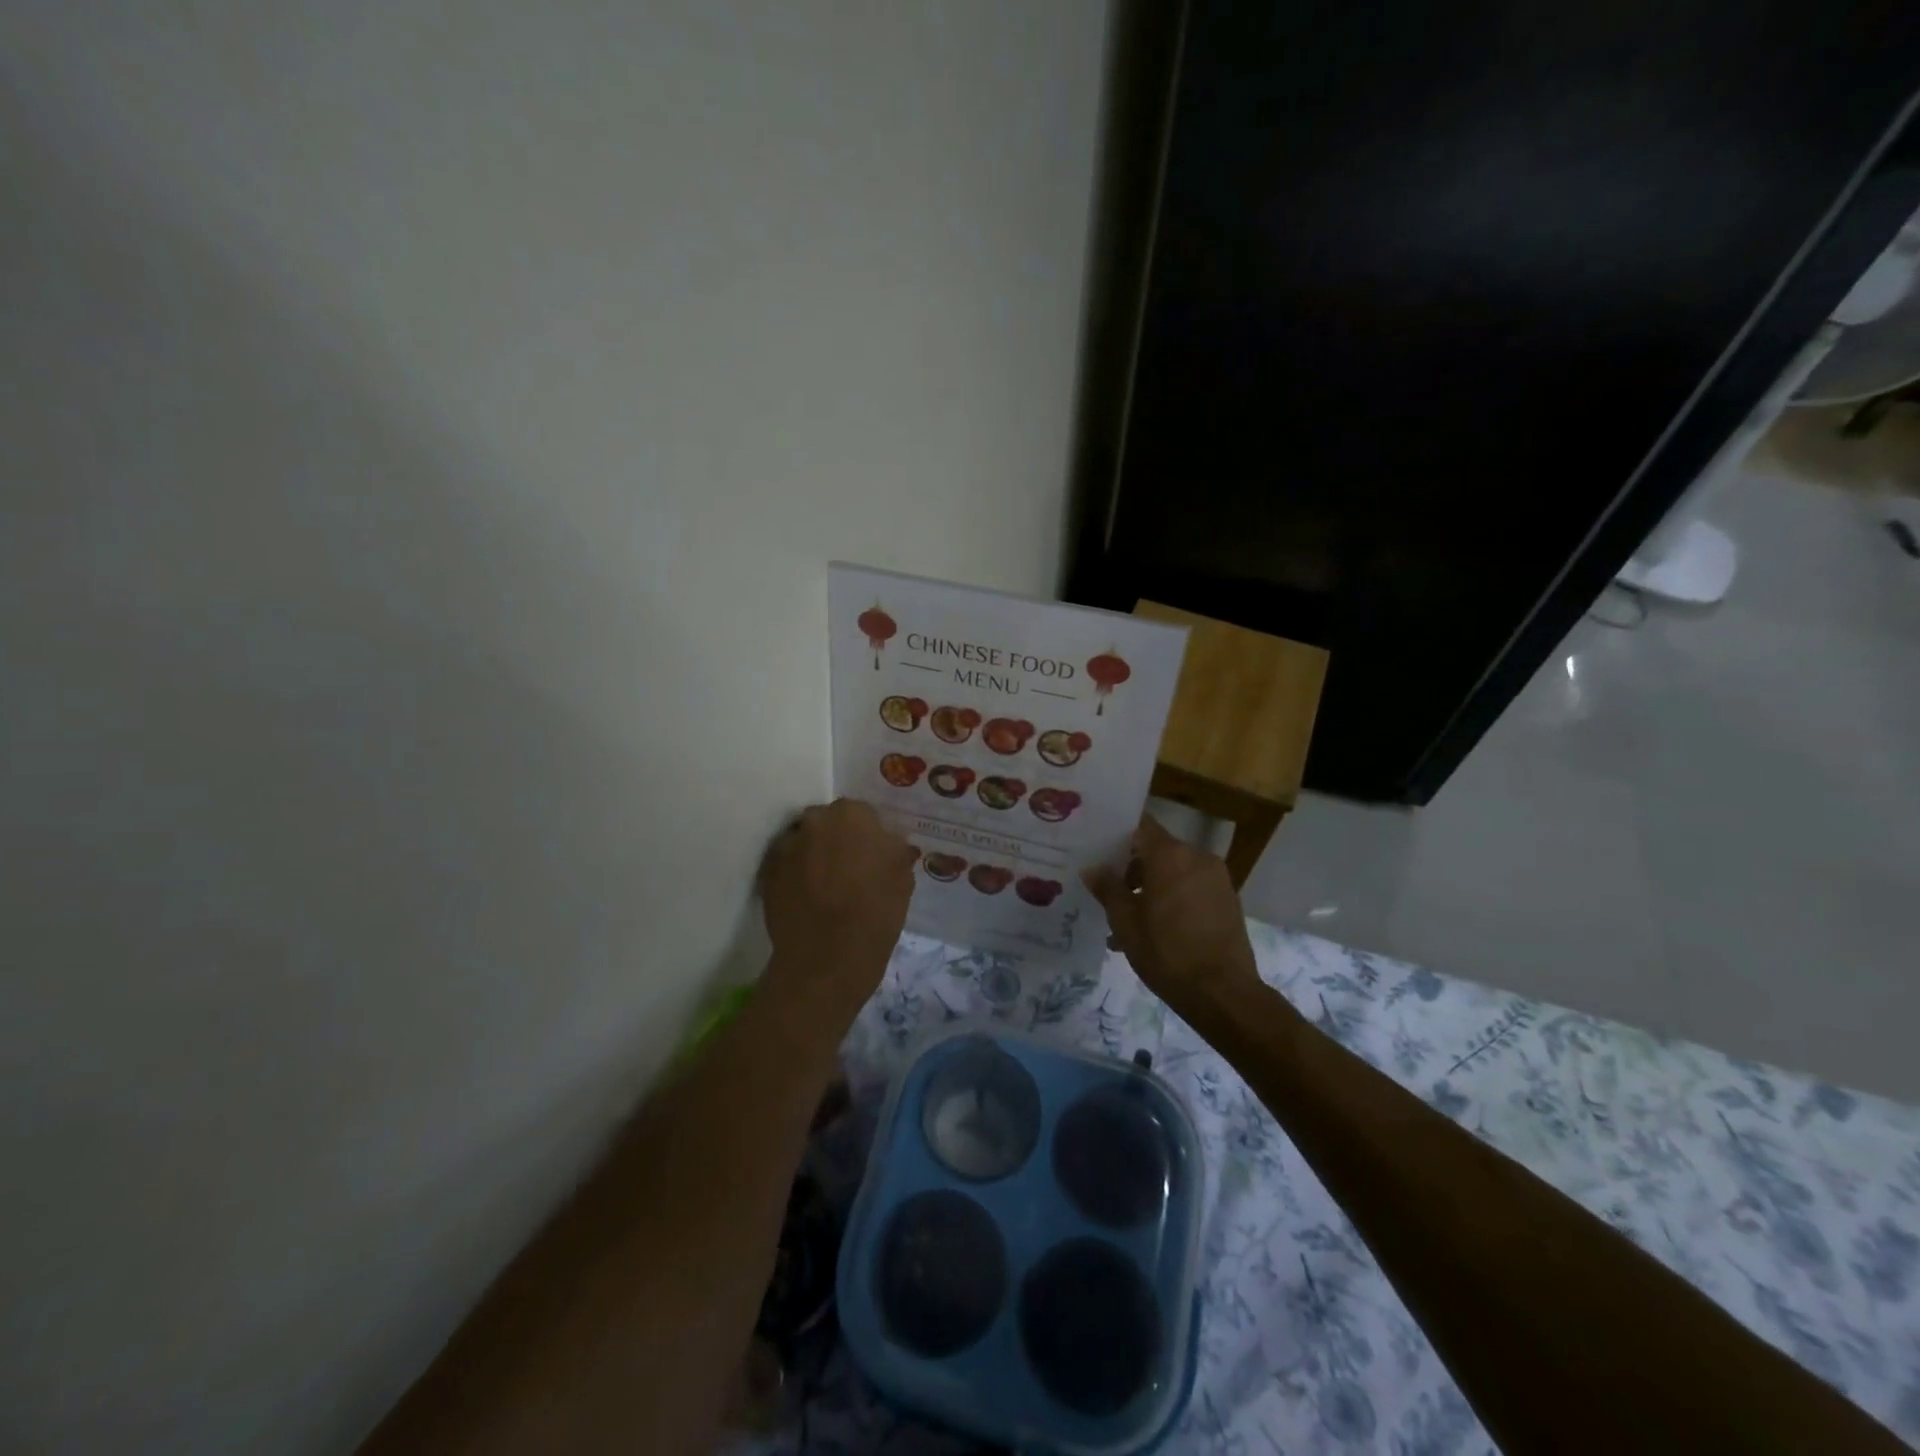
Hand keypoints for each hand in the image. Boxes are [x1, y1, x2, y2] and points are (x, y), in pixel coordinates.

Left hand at [760, 799, 915, 1023]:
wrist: (827, 957)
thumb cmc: (875, 913)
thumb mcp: (903, 877)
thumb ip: (894, 849)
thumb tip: (886, 843)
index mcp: (853, 815)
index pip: (863, 815)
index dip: (868, 838)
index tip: (872, 859)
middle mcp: (815, 820)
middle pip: (829, 823)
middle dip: (837, 840)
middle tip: (848, 870)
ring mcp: (787, 845)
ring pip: (805, 842)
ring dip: (814, 855)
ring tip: (825, 886)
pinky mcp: (767, 872)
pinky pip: (786, 865)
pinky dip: (794, 874)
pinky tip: (806, 898)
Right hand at [1084, 815, 1261, 1015]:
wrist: (1223, 993)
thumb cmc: (1167, 952)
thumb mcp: (1125, 922)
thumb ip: (1108, 888)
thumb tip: (1093, 868)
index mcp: (1170, 855)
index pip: (1140, 826)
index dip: (1118, 833)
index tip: (1098, 846)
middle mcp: (1197, 857)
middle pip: (1158, 850)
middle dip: (1133, 869)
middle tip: (1109, 892)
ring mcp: (1217, 878)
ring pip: (1175, 872)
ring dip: (1152, 888)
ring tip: (1129, 922)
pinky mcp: (1228, 900)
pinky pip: (1192, 888)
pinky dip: (1173, 900)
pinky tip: (1156, 931)